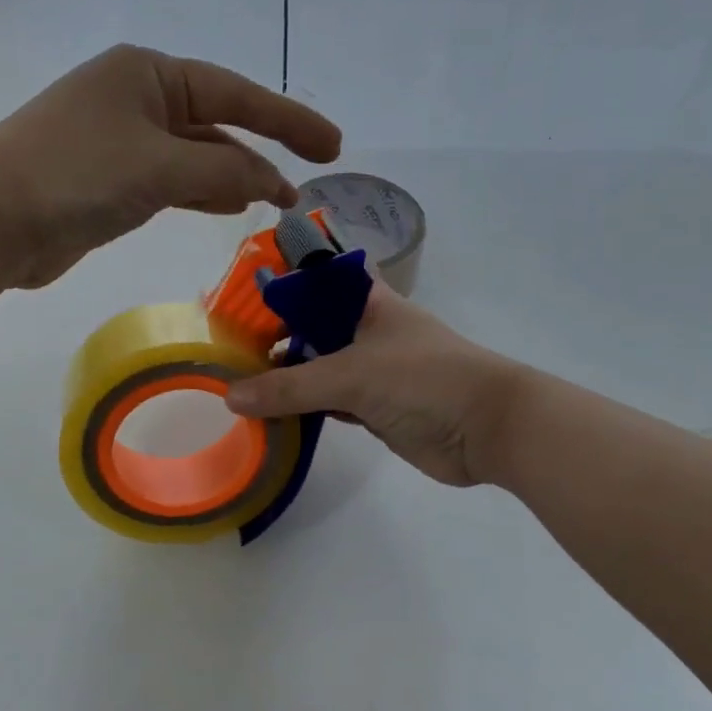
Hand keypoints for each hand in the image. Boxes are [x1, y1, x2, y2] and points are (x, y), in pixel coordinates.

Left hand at [0, 45, 341, 287]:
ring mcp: (123, 140)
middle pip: (218, 122)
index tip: (331, 147)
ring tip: (277, 199)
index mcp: (149, 74)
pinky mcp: (112, 179)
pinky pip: (174, 180)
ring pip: (197, 154)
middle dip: (264, 151)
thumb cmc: (75, 174)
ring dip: (236, 175)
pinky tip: (231, 205)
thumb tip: (269, 181)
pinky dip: (204, 191)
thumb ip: (224, 170)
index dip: (289, 120)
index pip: (236, 93)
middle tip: (308, 181)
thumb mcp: (160, 166)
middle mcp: (138, 99)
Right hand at [224, 280, 524, 486]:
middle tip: (224, 352)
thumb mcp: (351, 375)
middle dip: (272, 339)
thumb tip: (230, 396)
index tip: (234, 300)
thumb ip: (289, 386)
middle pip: (310, 328)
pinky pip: (328, 403)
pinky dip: (302, 409)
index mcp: (366, 302)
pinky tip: (269, 416)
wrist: (487, 428)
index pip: (313, 282)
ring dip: (285, 378)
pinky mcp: (374, 409)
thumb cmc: (423, 379)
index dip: (277, 286)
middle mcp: (366, 331)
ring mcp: (371, 371)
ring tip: (235, 385)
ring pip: (317, 369)